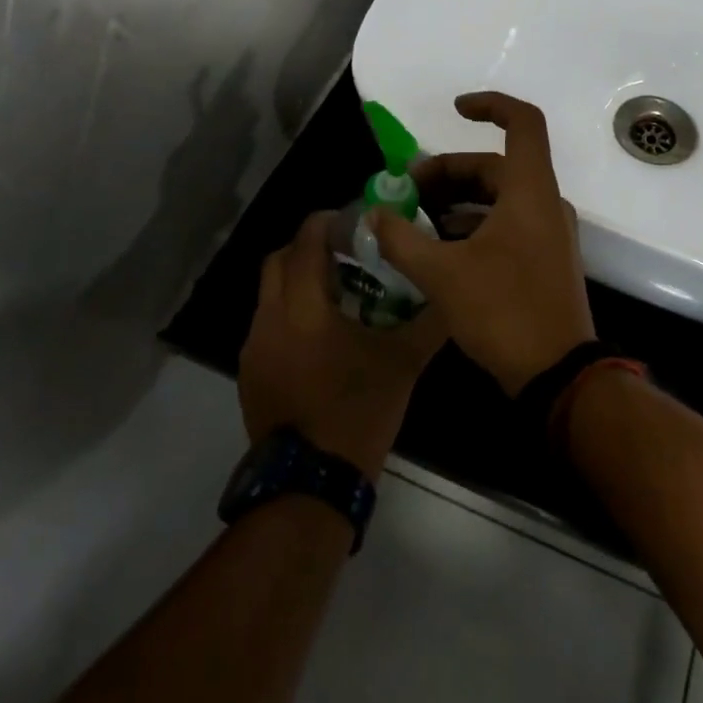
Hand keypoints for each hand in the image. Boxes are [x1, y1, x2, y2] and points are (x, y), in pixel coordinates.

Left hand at [238, 211, 444, 478]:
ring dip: (297, 283)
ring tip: (336, 296)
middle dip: (307, 248)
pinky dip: (289, 316)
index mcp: (302, 308)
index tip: (352, 220)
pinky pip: (267, 327)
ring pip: (269, 295)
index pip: (304, 242)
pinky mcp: (249, 375)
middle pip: (277, 260)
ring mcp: (253, 349)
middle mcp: (269, 319)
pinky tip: (320, 339)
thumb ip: (429, 323)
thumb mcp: (403, 363)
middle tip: (344, 254)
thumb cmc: (359, 411)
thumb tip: (452, 294)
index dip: (325, 222)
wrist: (312, 483)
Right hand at [370, 92, 595, 396]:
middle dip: (448, 172)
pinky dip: (473, 224)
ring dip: (457, 201)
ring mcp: (549, 232)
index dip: (489, 106)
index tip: (454, 110)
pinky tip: (440, 249)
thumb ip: (402, 240)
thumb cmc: (504, 312)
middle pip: (495, 165)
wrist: (559, 374)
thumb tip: (373, 215)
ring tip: (414, 221)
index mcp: (530, 191)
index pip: (522, 123)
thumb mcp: (443, 275)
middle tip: (406, 193)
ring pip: (499, 197)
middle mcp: (545, 203)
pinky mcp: (544, 259)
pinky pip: (507, 223)